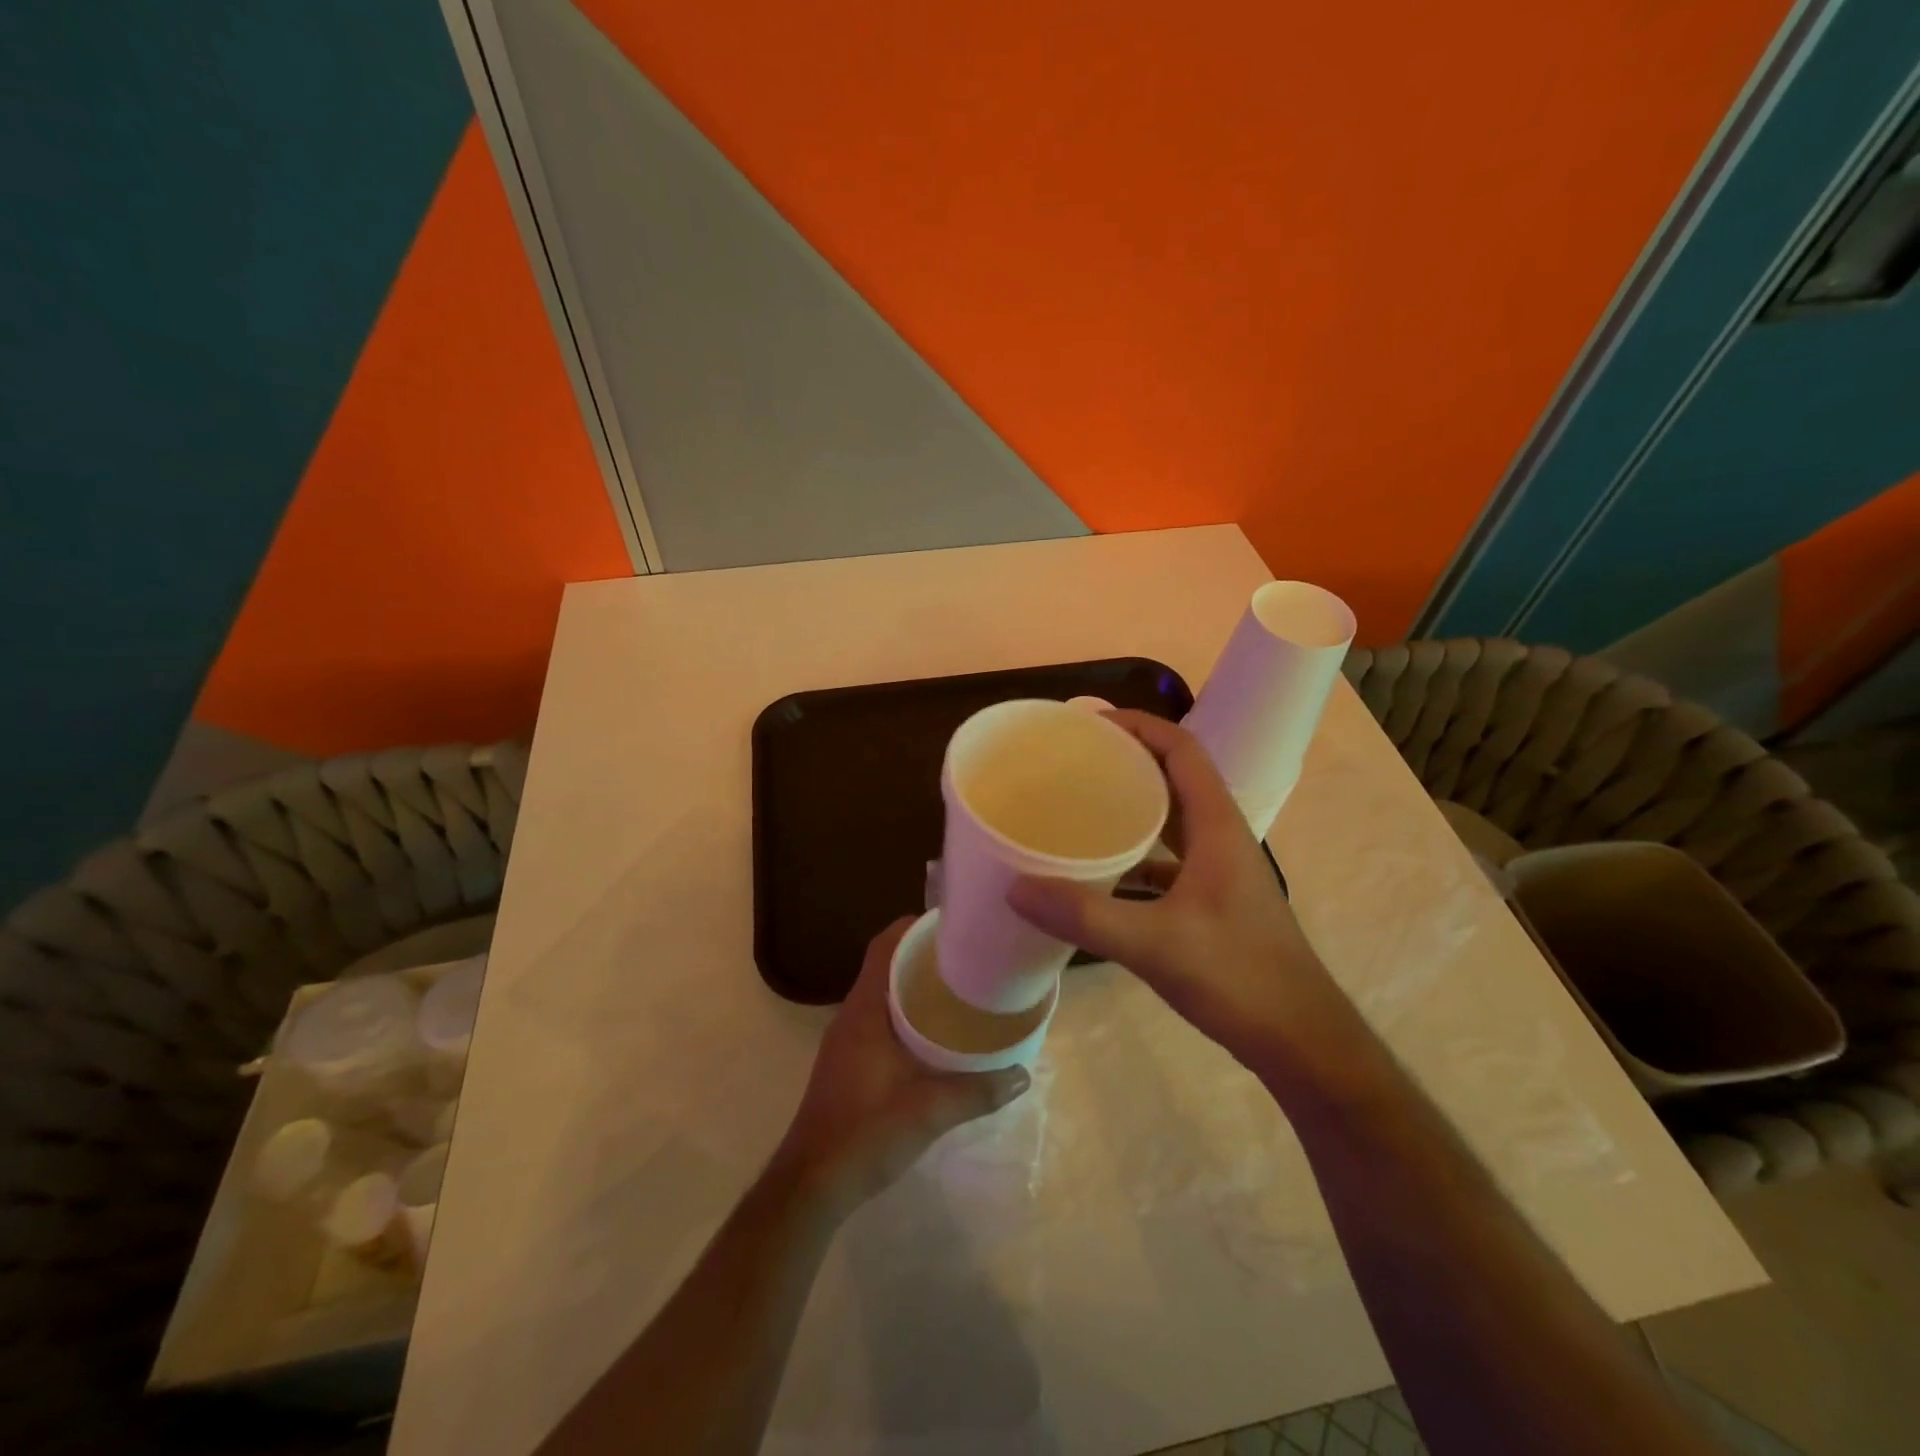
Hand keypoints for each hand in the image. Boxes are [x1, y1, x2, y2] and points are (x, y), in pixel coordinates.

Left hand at [776, 918, 1029, 1209]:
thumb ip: (976, 1091)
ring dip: (916, 985)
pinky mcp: (849, 1062)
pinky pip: (881, 1018)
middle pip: (887, 965)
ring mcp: (848, 1039)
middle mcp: (852, 1014)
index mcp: (865, 1009)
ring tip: (960, 988)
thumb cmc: (865, 1133)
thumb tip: (1022, 1074)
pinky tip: (937, 1034)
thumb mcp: (928, 1111)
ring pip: (884, 993)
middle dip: (924, 954)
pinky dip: (908, 1013)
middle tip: (968, 955)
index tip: (952, 923)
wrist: (812, 1185)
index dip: (914, 926)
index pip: (884, 946)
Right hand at [1007, 711, 1363, 1077]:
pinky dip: (1134, 855)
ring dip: (1130, 806)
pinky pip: (1166, 860)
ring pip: (1170, 819)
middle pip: (1172, 776)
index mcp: (1216, 825)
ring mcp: (1218, 870)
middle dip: (1125, 759)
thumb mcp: (1156, 944)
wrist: (1300, 1040)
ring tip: (1078, 806)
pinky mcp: (1211, 900)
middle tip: (1070, 761)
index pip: (1181, 748)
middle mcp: (1219, 836)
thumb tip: (1016, 888)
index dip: (1138, 725)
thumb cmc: (1239, 977)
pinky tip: (1099, 874)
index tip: (1087, 724)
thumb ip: (1085, 916)